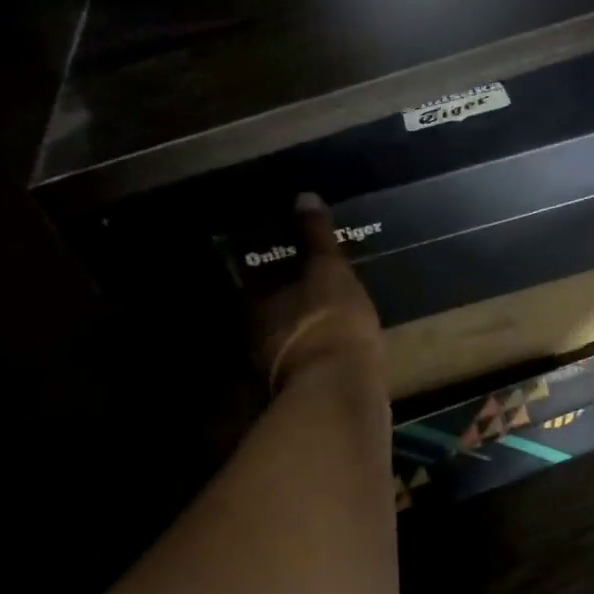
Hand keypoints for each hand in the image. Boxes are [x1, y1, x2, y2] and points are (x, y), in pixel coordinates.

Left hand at [251, 194, 385, 392]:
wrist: (339, 390)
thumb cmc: (330, 320)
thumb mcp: (329, 270)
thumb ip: (316, 236)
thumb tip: (303, 196)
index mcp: (257, 303)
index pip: (254, 280)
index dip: (268, 270)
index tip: (284, 262)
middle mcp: (254, 338)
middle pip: (263, 314)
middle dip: (280, 305)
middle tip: (305, 293)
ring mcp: (270, 372)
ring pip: (278, 345)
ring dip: (294, 336)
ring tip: (320, 325)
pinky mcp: (293, 397)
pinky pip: (299, 371)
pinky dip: (309, 362)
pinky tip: (329, 359)